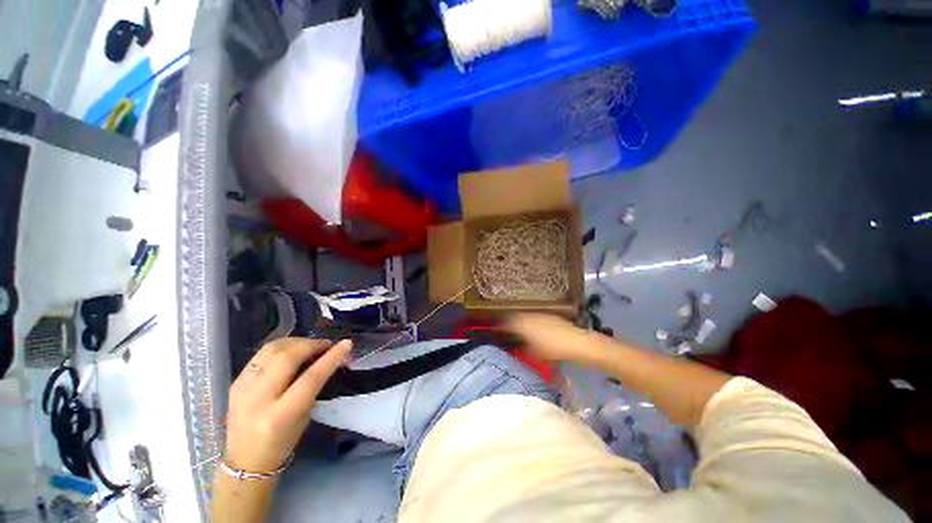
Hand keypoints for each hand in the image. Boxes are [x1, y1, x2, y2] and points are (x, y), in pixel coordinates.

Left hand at [224, 338, 352, 472]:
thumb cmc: (282, 443)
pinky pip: (262, 353)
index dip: (331, 357)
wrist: (244, 461)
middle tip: (327, 345)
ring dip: (297, 342)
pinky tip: (293, 350)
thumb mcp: (303, 417)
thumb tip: (326, 358)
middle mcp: (258, 399)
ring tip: (311, 345)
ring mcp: (243, 388)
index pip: (310, 378)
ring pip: (272, 349)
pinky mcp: (236, 381)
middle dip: (312, 344)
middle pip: (287, 357)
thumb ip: (313, 386)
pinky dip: (283, 346)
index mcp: (279, 416)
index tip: (347, 343)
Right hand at [508, 313, 607, 364]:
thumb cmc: (553, 350)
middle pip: (515, 317)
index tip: (497, 331)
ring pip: (525, 316)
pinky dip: (531, 321)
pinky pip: (535, 317)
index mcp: (522, 325)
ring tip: (520, 330)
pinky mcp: (549, 315)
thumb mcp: (534, 354)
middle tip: (507, 330)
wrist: (576, 342)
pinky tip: (535, 329)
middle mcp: (529, 316)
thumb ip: (522, 349)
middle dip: (510, 323)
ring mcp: (539, 314)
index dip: (500, 327)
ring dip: (520, 321)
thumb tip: (515, 347)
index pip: (506, 323)